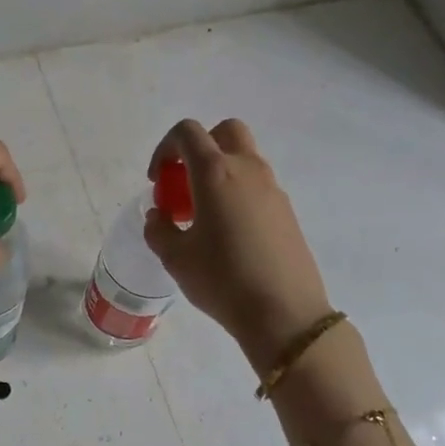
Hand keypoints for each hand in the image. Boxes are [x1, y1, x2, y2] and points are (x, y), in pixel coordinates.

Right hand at [141, 118, 336, 374]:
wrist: (284, 313)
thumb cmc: (222, 279)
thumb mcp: (176, 258)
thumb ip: (159, 229)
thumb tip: (160, 216)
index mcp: (215, 173)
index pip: (187, 132)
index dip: (165, 148)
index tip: (157, 180)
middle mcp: (247, 170)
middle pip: (225, 132)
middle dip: (200, 147)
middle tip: (185, 182)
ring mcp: (272, 189)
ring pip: (244, 158)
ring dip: (220, 172)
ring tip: (203, 214)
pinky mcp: (286, 211)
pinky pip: (257, 186)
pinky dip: (237, 193)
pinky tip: (229, 234)